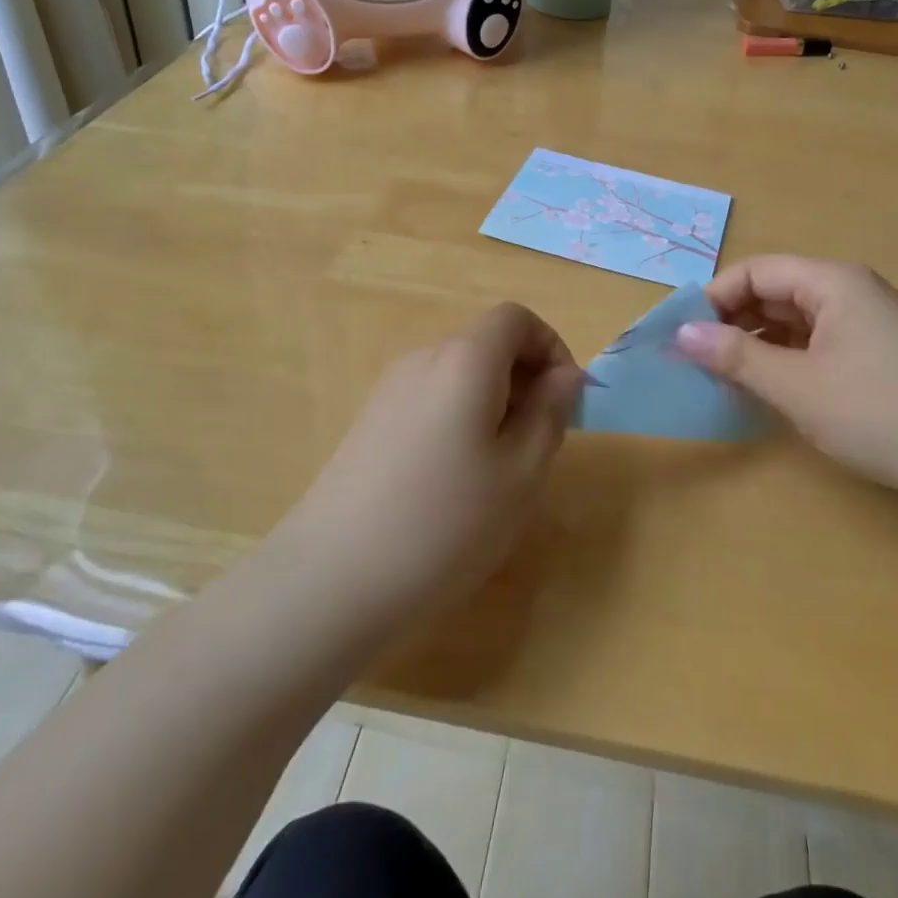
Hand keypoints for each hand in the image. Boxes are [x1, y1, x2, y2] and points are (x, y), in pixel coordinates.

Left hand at [290, 302, 584, 621]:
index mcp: (465, 359)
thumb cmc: (446, 522)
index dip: (551, 346)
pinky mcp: (369, 423)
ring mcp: (389, 391)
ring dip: (494, 403)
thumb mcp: (521, 472)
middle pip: (486, 344)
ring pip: (459, 375)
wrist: (333, 580)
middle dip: (525, 379)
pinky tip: (454, 481)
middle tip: (539, 442)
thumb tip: (565, 375)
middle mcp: (423, 359)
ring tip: (499, 469)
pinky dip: (459, 419)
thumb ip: (550, 412)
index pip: (515, 318)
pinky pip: (430, 400)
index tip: (565, 400)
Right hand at [675, 255, 897, 501]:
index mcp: (833, 281)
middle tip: (700, 360)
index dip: (714, 298)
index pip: (756, 271)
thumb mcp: (797, 386)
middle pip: (777, 291)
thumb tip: (682, 334)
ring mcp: (871, 321)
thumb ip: (736, 357)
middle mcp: (852, 290)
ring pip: (798, 319)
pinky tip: (775, 388)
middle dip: (734, 321)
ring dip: (760, 343)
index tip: (683, 335)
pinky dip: (790, 358)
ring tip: (729, 378)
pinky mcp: (883, 352)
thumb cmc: (880, 413)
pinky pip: (821, 341)